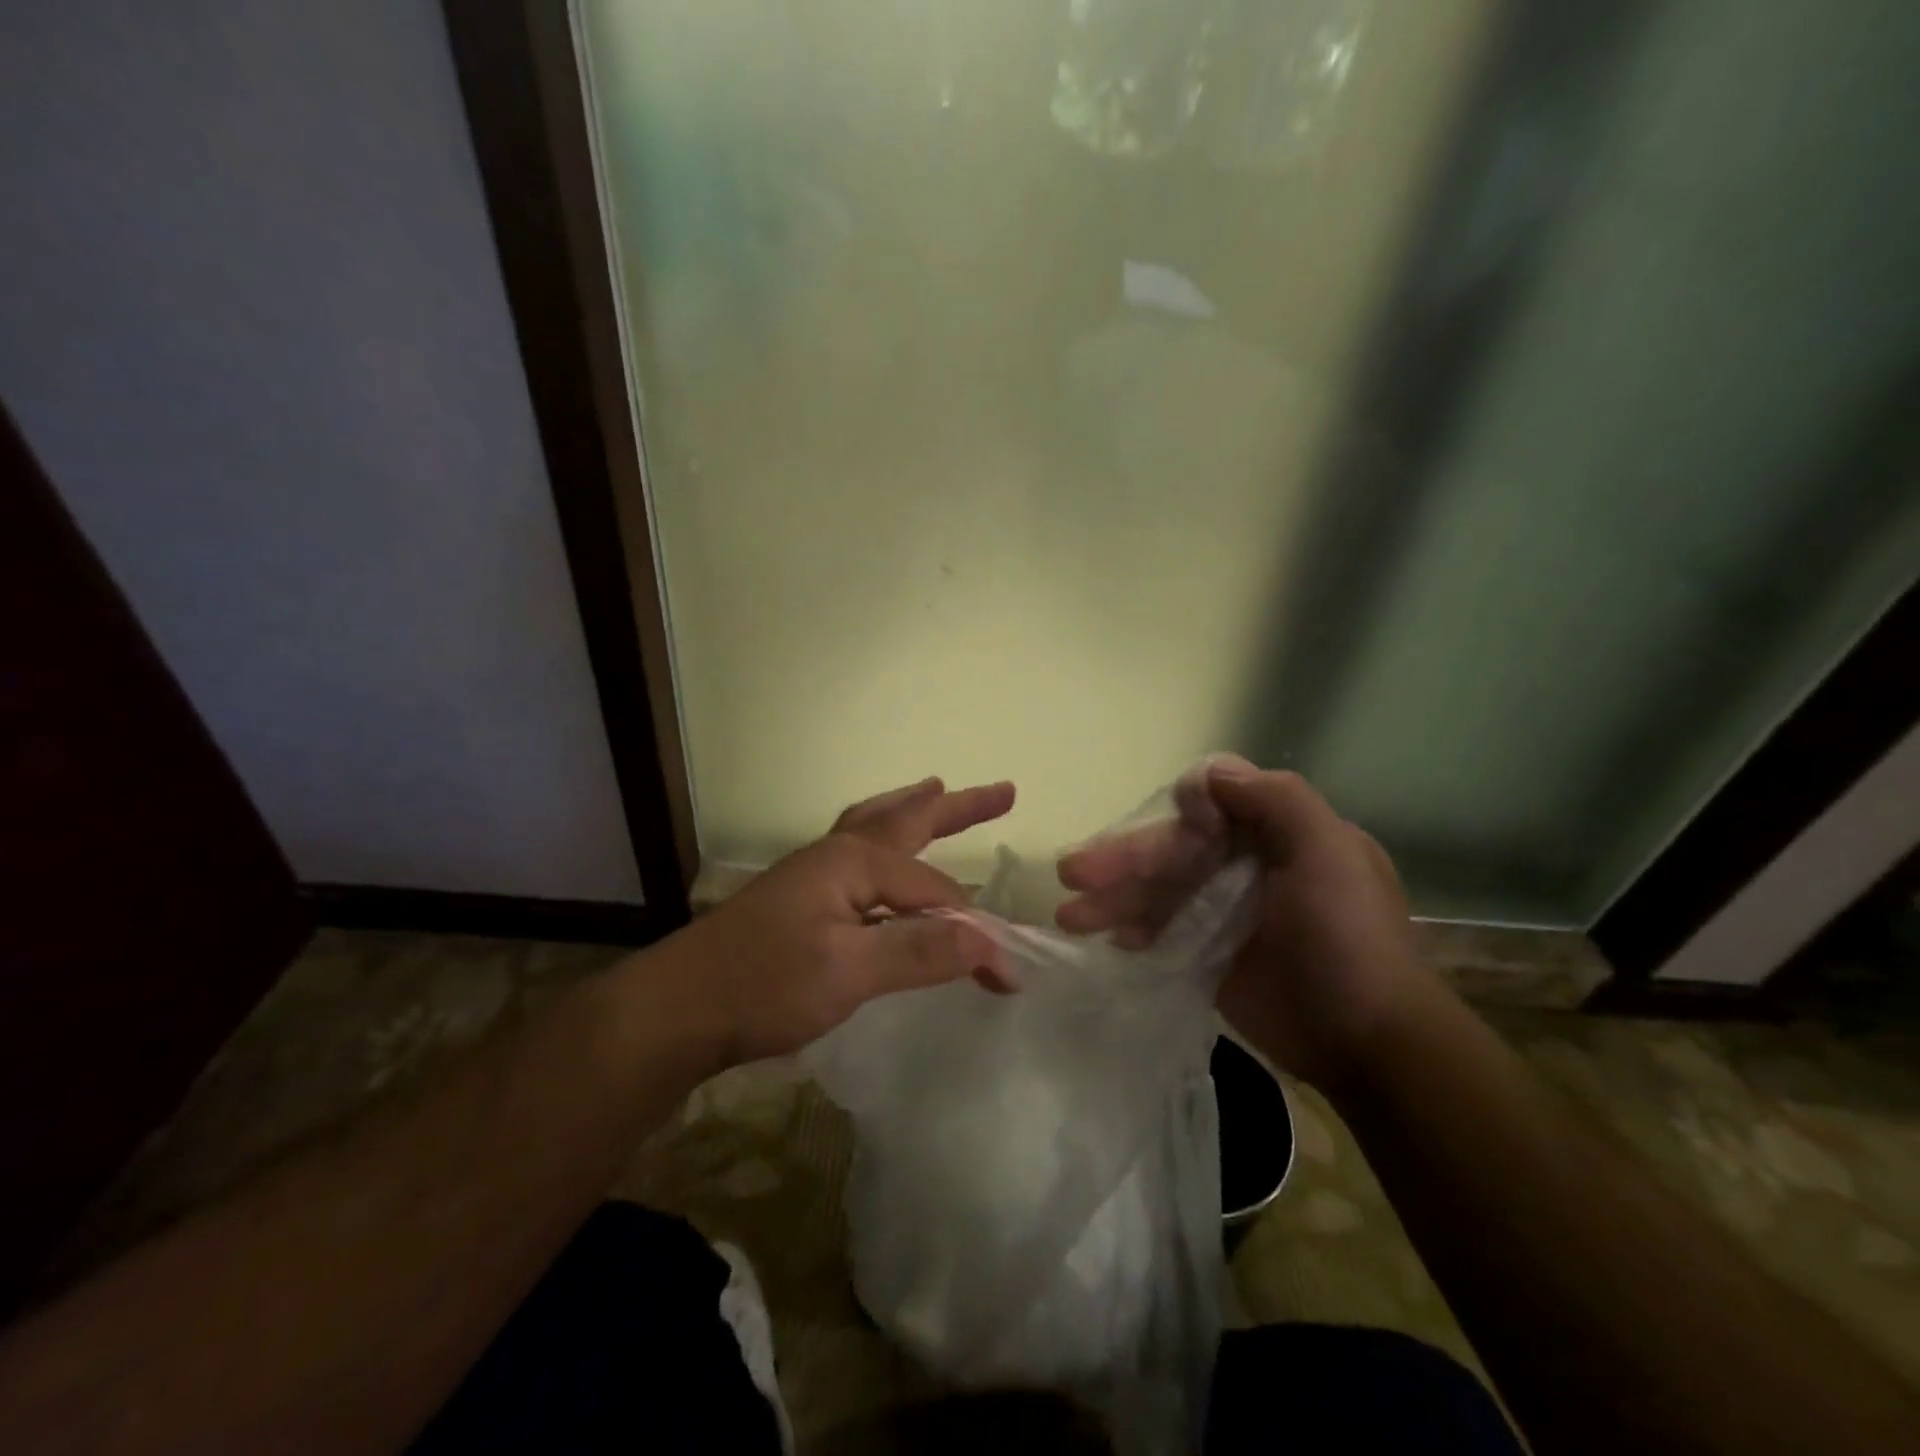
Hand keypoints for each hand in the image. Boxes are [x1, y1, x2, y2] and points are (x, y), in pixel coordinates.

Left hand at [673, 777, 1016, 1065]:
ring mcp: (814, 874)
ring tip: (935, 792)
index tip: (1003, 975)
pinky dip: (885, 842)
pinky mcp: (801, 900)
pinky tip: (884, 859)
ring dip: (912, 809)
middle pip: (908, 819)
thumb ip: (921, 951)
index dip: (974, 930)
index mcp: (853, 861)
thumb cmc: (764, 985)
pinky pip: (859, 853)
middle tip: (1003, 792)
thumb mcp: (849, 972)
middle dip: (957, 807)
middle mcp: (837, 854)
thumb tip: (993, 942)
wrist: (678, 1009)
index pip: (936, 890)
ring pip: (876, 827)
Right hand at [1056, 756, 1431, 1092]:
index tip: (1156, 829)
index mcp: (1278, 835)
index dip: (1176, 816)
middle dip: (1123, 860)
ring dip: (1115, 898)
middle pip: (1174, 850)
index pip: (1212, 808)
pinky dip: (1134, 930)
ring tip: (1070, 917)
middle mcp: (1248, 865)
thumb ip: (1275, 800)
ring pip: (1159, 891)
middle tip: (1072, 873)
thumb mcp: (1328, 853)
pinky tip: (1109, 938)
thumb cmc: (1348, 938)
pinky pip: (1162, 930)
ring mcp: (1226, 912)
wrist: (1367, 1043)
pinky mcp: (1210, 954)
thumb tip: (1210, 773)